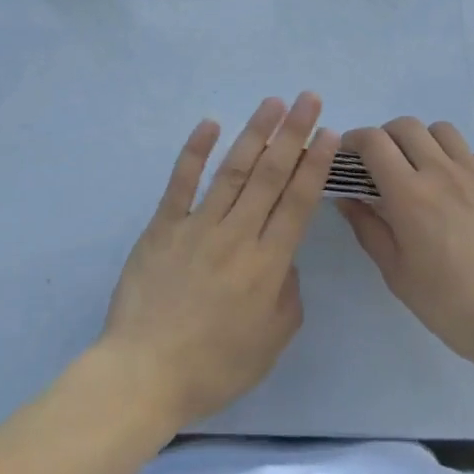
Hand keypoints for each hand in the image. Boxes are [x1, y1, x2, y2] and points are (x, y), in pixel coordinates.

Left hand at [101, 94, 339, 429]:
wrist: (144, 374)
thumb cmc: (213, 367)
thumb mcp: (270, 344)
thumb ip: (287, 296)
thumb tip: (285, 257)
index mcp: (266, 265)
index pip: (297, 203)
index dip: (315, 165)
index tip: (329, 133)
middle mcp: (237, 235)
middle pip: (271, 175)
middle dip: (293, 133)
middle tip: (308, 99)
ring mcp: (198, 226)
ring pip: (233, 169)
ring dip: (255, 132)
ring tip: (272, 102)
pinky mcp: (164, 225)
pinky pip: (182, 181)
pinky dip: (195, 150)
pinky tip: (210, 123)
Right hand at [339, 118, 473, 394]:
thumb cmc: (449, 304)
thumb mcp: (396, 272)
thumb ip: (367, 227)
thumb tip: (347, 196)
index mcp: (410, 194)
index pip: (374, 142)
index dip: (355, 140)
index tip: (349, 154)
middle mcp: (442, 172)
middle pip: (406, 126)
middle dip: (385, 136)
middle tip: (381, 162)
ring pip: (441, 131)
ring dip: (422, 140)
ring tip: (419, 167)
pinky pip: (471, 154)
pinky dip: (454, 159)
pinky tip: (454, 188)